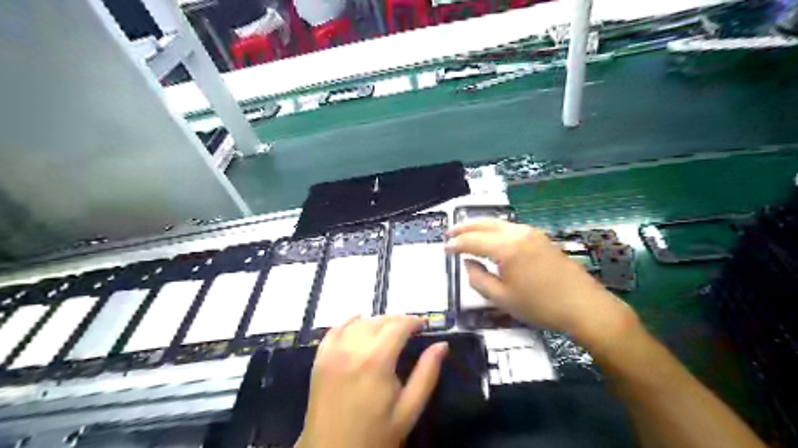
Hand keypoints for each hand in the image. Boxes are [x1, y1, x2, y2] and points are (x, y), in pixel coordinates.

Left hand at [297, 316, 446, 447]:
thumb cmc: (375, 435)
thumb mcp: (408, 410)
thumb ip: (426, 374)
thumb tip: (442, 345)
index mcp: (376, 361)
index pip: (398, 326)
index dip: (413, 321)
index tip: (425, 324)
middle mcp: (352, 348)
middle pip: (379, 321)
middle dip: (398, 320)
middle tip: (410, 328)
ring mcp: (333, 352)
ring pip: (359, 323)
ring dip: (377, 321)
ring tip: (389, 329)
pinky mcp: (320, 359)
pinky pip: (335, 330)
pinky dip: (349, 322)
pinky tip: (358, 321)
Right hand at [447, 220, 640, 342]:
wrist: (584, 306)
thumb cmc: (540, 305)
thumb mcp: (502, 298)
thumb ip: (478, 279)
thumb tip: (468, 263)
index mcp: (506, 247)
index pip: (472, 240)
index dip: (456, 245)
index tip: (445, 250)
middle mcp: (517, 233)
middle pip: (485, 224)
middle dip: (465, 227)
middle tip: (450, 233)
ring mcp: (531, 233)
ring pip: (499, 223)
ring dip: (480, 226)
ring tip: (467, 232)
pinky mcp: (541, 238)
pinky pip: (511, 228)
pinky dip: (495, 229)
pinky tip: (492, 238)